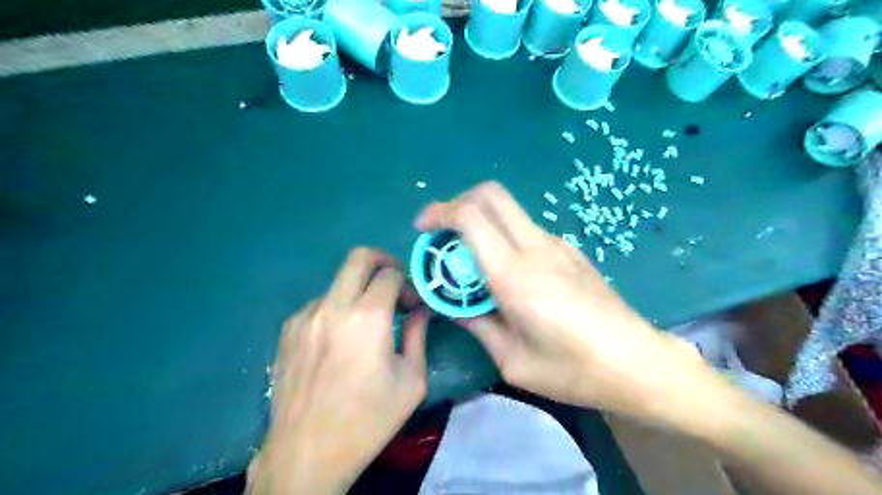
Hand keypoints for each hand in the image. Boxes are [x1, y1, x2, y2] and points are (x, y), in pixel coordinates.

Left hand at [246, 249, 428, 492]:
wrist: (307, 453)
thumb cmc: (368, 419)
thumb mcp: (411, 381)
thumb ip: (418, 335)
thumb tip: (420, 310)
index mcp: (367, 317)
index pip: (391, 274)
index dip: (408, 283)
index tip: (413, 304)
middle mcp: (333, 307)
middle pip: (359, 257)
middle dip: (383, 262)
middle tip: (394, 284)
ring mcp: (305, 316)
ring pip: (339, 282)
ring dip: (358, 292)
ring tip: (366, 324)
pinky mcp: (288, 330)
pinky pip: (320, 305)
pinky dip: (337, 310)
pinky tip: (340, 340)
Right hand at [418, 183, 711, 422]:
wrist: (639, 363)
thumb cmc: (573, 370)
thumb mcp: (512, 360)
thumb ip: (477, 325)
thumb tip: (455, 306)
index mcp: (515, 275)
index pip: (471, 217)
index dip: (440, 212)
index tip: (423, 228)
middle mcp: (536, 248)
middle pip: (491, 194)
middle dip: (458, 202)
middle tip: (443, 232)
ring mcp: (557, 244)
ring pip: (509, 210)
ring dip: (481, 220)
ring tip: (470, 258)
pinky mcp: (571, 250)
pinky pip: (527, 229)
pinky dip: (503, 235)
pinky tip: (507, 272)